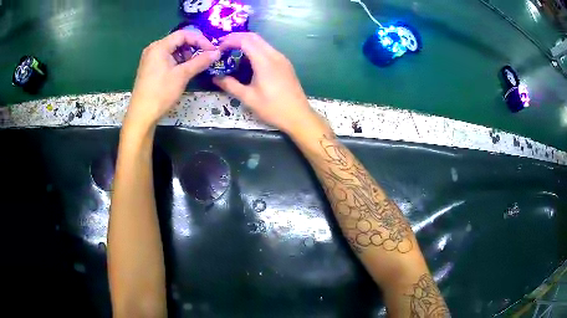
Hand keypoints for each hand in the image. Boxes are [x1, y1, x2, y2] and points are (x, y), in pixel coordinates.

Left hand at [127, 30, 220, 127]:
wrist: (142, 115)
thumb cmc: (161, 93)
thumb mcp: (183, 75)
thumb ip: (200, 61)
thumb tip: (217, 53)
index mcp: (160, 46)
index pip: (184, 34)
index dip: (200, 40)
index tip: (212, 50)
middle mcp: (153, 48)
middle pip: (178, 40)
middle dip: (193, 47)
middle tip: (203, 58)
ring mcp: (150, 58)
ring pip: (173, 50)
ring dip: (186, 55)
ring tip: (193, 67)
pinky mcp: (150, 67)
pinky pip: (167, 58)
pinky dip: (177, 61)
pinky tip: (182, 71)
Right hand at [213, 33, 320, 133]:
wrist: (299, 116)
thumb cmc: (273, 108)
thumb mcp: (248, 98)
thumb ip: (230, 85)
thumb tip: (215, 78)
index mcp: (264, 61)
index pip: (245, 40)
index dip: (230, 40)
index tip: (219, 47)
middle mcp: (274, 55)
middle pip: (254, 37)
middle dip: (237, 38)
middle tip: (223, 46)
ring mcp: (282, 58)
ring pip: (262, 42)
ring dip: (247, 42)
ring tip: (233, 52)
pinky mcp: (285, 64)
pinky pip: (268, 50)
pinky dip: (255, 49)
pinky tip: (248, 60)